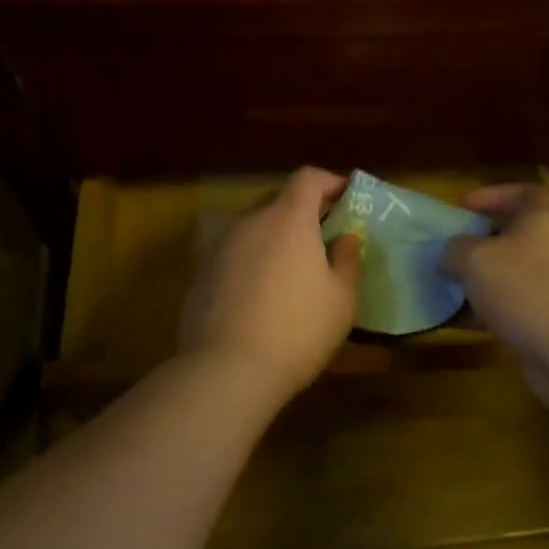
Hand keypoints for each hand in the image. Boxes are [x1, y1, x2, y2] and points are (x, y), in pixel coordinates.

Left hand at [180, 167, 362, 403]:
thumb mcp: (341, 299)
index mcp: (287, 218)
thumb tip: (345, 237)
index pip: (308, 178)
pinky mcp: (201, 272)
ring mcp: (220, 246)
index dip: (329, 181)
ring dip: (274, 234)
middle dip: (302, 209)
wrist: (227, 370)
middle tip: (322, 234)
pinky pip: (234, 252)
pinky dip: (251, 258)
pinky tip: (260, 291)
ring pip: (253, 225)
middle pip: (277, 198)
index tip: (346, 196)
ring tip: (291, 265)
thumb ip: (347, 259)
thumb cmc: (297, 329)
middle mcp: (250, 221)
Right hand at [441, 184, 548, 409]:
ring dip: (486, 279)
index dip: (493, 194)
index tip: (464, 206)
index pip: (524, 192)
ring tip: (453, 287)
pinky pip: (520, 305)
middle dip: (483, 241)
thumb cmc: (525, 288)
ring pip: (516, 273)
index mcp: (544, 219)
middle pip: (518, 234)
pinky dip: (495, 310)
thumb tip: (450, 254)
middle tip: (453, 249)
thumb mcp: (475, 259)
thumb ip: (455, 249)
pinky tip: (468, 321)